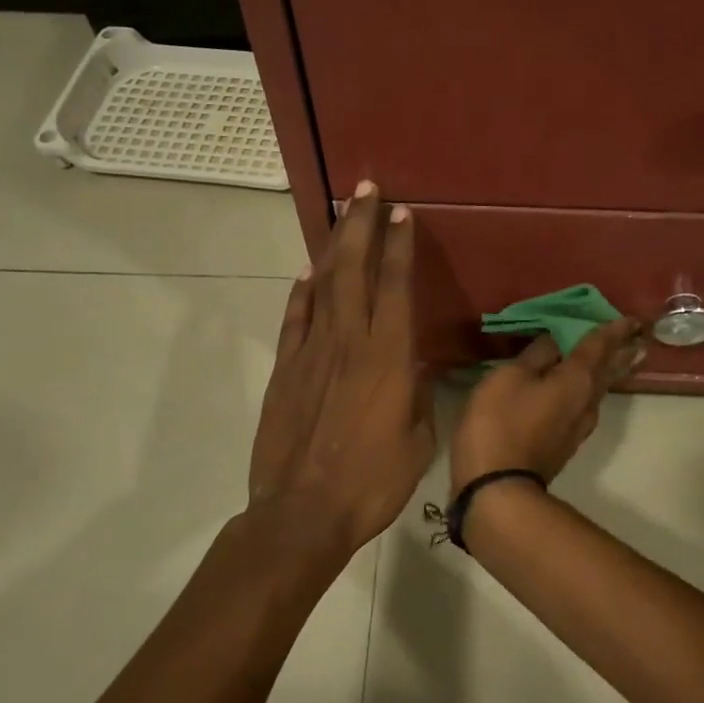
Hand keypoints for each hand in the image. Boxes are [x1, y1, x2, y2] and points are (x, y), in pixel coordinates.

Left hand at [246, 183, 434, 569]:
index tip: (401, 213)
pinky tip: (309, 274)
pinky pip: (296, 319)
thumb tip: (412, 366)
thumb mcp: (417, 440)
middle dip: (361, 225)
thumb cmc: (372, 482)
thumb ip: (417, 394)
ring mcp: (311, 353)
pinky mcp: (286, 370)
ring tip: (340, 215)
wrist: (302, 512)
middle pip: (354, 270)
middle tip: (366, 190)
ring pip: (323, 285)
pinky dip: (302, 292)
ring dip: (333, 247)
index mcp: (388, 358)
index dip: (399, 246)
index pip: (396, 287)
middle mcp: (349, 342)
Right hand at [450, 318, 645, 492]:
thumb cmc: (500, 424)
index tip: (632, 318)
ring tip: (623, 357)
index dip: (613, 329)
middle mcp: (587, 400)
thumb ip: (535, 355)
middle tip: (640, 336)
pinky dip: (592, 388)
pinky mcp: (567, 443)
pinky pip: (587, 404)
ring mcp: (579, 426)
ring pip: (600, 389)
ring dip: (613, 371)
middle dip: (623, 351)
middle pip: (609, 370)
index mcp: (576, 378)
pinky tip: (587, 388)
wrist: (499, 488)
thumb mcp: (509, 378)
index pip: (599, 346)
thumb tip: (556, 339)